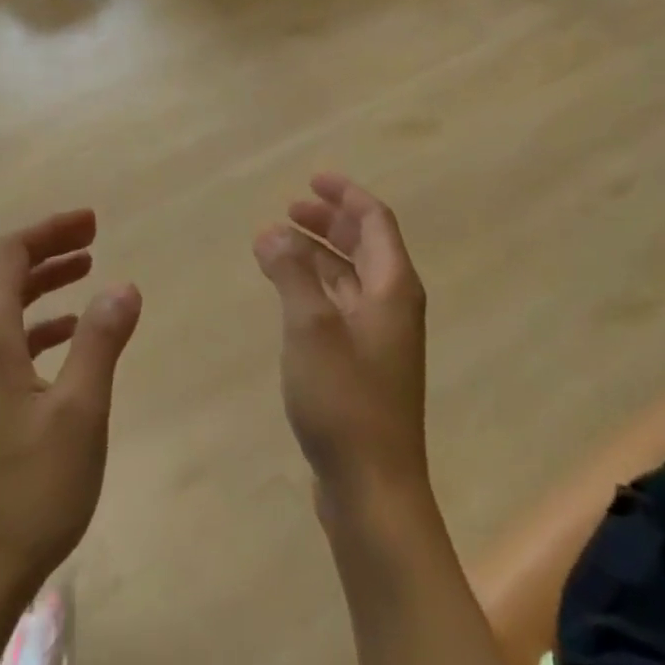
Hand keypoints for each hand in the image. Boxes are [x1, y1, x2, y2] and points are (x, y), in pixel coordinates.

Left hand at [0, 209, 142, 616]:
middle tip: (93, 238)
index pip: (8, 255)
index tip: (93, 222)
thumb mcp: (80, 411)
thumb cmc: (28, 491)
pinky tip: (67, 339)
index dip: (50, 231)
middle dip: (47, 250)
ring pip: (1, 309)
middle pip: (0, 276)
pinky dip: (36, 326)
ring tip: (86, 274)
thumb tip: (123, 286)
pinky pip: (3, 343)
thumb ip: (101, 341)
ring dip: (41, 285)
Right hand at [254, 174, 430, 517]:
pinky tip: (287, 295)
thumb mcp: (310, 326)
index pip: (375, 222)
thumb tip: (271, 231)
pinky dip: (314, 288)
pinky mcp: (363, 365)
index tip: (312, 179)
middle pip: (365, 246)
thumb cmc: (344, 399)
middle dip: (329, 222)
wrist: (372, 485)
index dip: (345, 195)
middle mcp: (392, 306)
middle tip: (289, 209)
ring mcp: (379, 338)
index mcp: (392, 288)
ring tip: (276, 245)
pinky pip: (339, 307)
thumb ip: (291, 273)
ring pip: (349, 278)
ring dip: (317, 255)